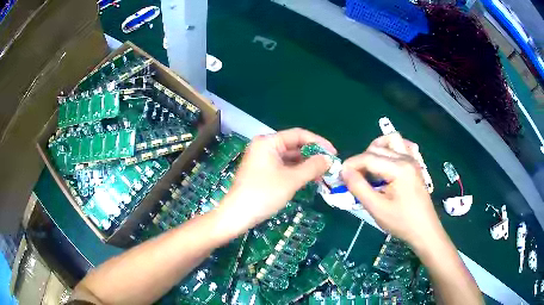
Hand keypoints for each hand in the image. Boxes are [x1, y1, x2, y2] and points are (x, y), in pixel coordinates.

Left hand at [220, 128, 334, 230]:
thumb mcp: (291, 180)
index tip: (333, 153)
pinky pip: (283, 166)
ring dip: (306, 164)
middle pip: (294, 145)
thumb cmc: (263, 194)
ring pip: (290, 157)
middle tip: (330, 165)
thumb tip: (329, 159)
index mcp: (268, 142)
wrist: (237, 215)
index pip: (298, 134)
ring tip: (323, 174)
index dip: (318, 143)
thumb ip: (312, 167)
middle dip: (313, 155)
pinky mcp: (262, 171)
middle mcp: (264, 146)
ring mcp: (262, 159)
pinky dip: (296, 171)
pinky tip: (308, 178)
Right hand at [341, 134, 441, 247]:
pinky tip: (387, 162)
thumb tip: (344, 171)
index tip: (340, 176)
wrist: (424, 230)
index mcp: (398, 168)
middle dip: (361, 160)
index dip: (351, 164)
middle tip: (354, 179)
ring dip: (377, 149)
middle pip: (377, 148)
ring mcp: (413, 160)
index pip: (368, 157)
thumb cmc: (401, 222)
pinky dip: (392, 149)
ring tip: (370, 167)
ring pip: (392, 141)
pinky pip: (403, 146)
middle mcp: (406, 158)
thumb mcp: (376, 208)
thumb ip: (359, 187)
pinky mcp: (415, 165)